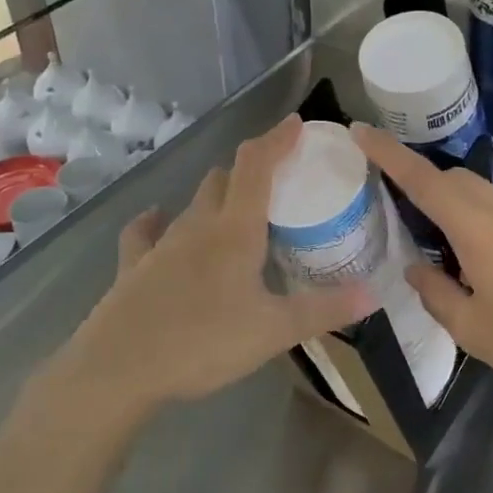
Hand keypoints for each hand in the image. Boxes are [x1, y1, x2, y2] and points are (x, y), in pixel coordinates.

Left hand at [49, 117, 367, 419]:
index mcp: (235, 230)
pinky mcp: (133, 266)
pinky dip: (158, 222)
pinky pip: (146, 232)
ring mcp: (161, 243)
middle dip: (251, 169)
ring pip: (193, 203)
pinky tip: (159, 221)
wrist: (118, 369)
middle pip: (225, 178)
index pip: (257, 165)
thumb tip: (374, 293)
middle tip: (277, 180)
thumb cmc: (202, 342)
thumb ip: (324, 310)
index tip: (296, 123)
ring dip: (216, 195)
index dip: (276, 139)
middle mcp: (198, 225)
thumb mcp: (273, 331)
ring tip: (236, 208)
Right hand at [352, 123, 492, 408]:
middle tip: (425, 227)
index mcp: (481, 233)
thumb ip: (436, 293)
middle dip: (434, 189)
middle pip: (461, 181)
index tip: (362, 131)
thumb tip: (418, 267)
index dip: (390, 154)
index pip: (425, 180)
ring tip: (491, 273)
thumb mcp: (475, 333)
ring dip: (478, 220)